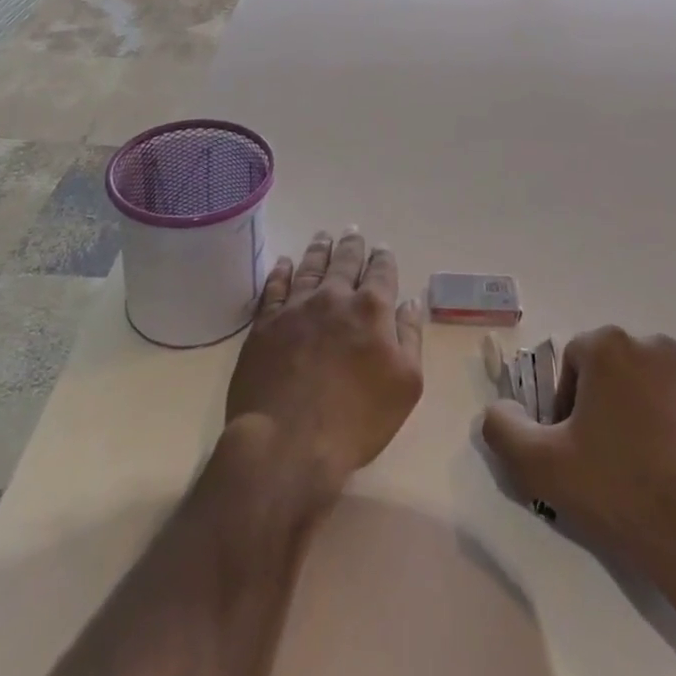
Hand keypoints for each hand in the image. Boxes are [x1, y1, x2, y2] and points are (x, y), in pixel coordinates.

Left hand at [225, 231, 423, 498]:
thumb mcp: (405, 385)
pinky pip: (275, 287)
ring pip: (310, 267)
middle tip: (352, 231)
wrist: (286, 443)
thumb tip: (409, 302)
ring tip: (323, 237)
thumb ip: (410, 337)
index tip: (382, 249)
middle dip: (352, 246)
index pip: (381, 272)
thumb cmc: (355, 421)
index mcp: (372, 309)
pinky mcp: (265, 324)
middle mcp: (334, 297)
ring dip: (319, 250)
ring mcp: (296, 307)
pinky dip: (281, 271)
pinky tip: (284, 263)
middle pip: (345, 261)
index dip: (383, 259)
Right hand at [480, 327, 675, 601]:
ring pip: (648, 388)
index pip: (572, 361)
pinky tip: (671, 476)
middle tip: (599, 459)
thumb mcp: (540, 465)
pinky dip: (672, 431)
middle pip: (611, 371)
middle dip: (600, 406)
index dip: (564, 404)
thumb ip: (502, 428)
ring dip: (636, 416)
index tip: (570, 447)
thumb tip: (499, 408)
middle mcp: (655, 346)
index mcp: (611, 346)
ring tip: (637, 470)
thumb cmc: (620, 490)